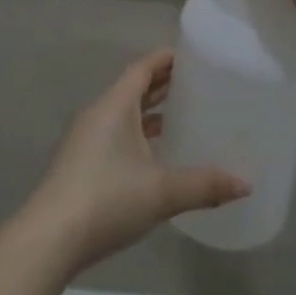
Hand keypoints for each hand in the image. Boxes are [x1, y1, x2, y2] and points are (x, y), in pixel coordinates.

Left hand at [21, 49, 248, 276]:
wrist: (50, 239)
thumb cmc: (106, 199)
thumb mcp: (161, 192)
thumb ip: (204, 185)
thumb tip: (245, 184)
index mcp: (114, 106)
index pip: (142, 68)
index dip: (166, 59)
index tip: (192, 55)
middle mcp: (99, 115)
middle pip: (133, 89)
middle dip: (162, 84)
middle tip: (197, 84)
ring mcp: (87, 140)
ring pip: (124, 114)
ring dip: (150, 112)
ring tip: (183, 115)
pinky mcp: (83, 165)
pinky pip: (117, 135)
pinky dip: (139, 135)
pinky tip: (157, 155)